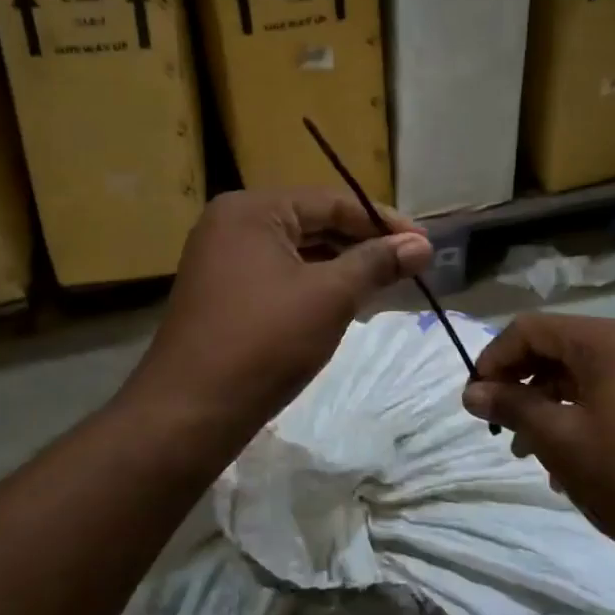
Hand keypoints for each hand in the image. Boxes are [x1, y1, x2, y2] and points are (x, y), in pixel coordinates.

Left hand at [122, 189, 431, 454]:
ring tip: (386, 281)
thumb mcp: (330, 296)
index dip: (382, 221)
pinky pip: (280, 274)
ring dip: (342, 265)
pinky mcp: (223, 292)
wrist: (190, 412)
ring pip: (298, 251)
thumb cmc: (265, 341)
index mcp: (252, 209)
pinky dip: (315, 283)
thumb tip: (423, 245)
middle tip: (410, 263)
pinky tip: (346, 300)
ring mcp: (222, 259)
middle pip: (313, 222)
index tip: (424, 243)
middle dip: (363, 243)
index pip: (331, 201)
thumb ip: (377, 262)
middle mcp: (232, 223)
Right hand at [461, 314, 614, 566]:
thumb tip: (471, 392)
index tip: (474, 399)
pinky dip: (573, 415)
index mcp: (605, 340)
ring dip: (542, 404)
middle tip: (495, 423)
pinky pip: (601, 393)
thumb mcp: (559, 439)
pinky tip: (561, 462)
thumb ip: (512, 406)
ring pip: (576, 373)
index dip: (494, 359)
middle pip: (553, 347)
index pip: (530, 328)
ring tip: (523, 450)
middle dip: (518, 382)